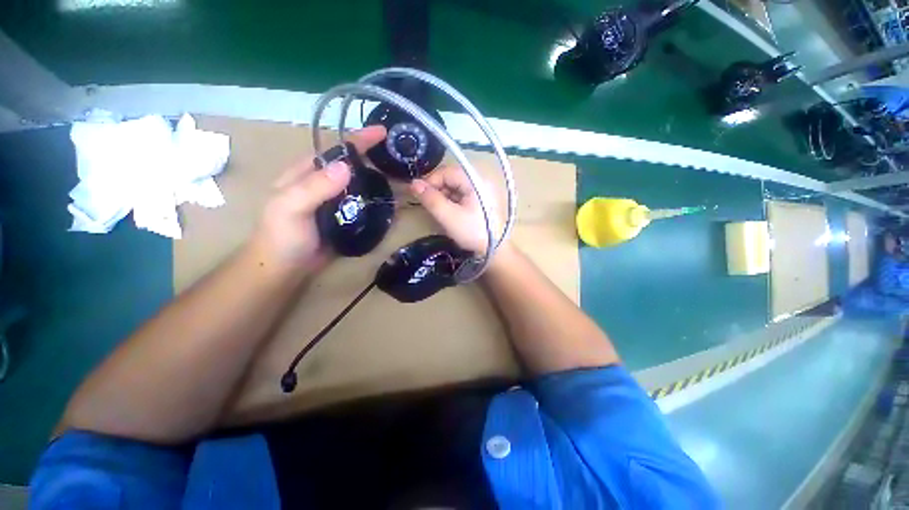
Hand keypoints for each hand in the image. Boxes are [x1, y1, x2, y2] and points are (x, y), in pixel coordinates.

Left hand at [250, 126, 387, 273]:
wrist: (285, 269)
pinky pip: (364, 205)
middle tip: (399, 157)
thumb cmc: (281, 236)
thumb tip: (347, 166)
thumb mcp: (290, 207)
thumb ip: (315, 187)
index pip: (336, 150)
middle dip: (374, 159)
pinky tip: (390, 201)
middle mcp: (324, 184)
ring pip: (360, 186)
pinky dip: (376, 201)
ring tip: (401, 178)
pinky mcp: (346, 219)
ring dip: (378, 181)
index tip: (383, 132)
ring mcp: (336, 203)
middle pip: (352, 166)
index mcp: (308, 173)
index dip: (358, 140)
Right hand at [409, 164, 498, 253]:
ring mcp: (483, 192)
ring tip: (440, 213)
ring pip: (456, 188)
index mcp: (475, 181)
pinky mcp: (483, 201)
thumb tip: (413, 183)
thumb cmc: (472, 233)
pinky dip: (453, 203)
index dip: (430, 181)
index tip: (419, 195)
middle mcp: (481, 181)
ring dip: (444, 197)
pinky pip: (463, 196)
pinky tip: (450, 215)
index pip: (447, 171)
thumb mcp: (449, 216)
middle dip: (437, 190)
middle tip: (429, 206)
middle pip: (452, 178)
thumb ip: (431, 199)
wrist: (495, 252)